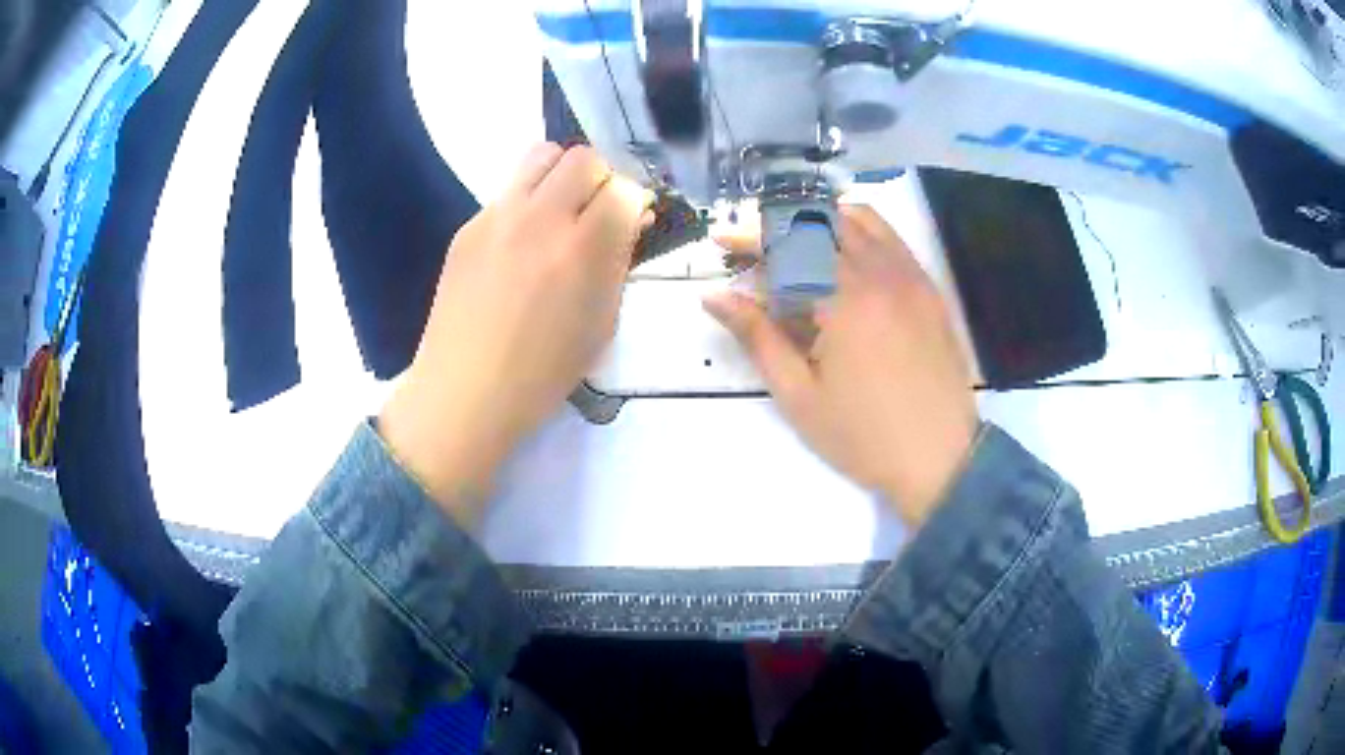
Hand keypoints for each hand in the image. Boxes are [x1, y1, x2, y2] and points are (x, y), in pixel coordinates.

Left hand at [379, 143, 650, 527]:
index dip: (634, 203)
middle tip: (596, 213)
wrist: (466, 392)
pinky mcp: (468, 226)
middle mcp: (540, 218)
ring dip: (562, 175)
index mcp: (582, 249)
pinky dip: (526, 203)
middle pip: (584, 158)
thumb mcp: (601, 324)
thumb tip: (630, 221)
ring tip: (559, 212)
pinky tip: (519, 244)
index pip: (624, 189)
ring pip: (541, 155)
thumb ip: (619, 263)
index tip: (630, 222)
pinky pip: (508, 191)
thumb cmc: (543, 372)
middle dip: (601, 180)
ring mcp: (497, 217)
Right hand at [705, 205, 977, 526]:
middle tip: (755, 250)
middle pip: (821, 224)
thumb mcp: (799, 395)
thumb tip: (715, 298)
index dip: (749, 237)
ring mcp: (911, 277)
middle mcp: (881, 275)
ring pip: (861, 220)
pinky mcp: (929, 289)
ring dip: (819, 220)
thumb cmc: (863, 437)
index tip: (722, 242)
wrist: (940, 459)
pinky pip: (892, 238)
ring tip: (795, 244)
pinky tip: (842, 255)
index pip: (788, 246)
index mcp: (845, 302)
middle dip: (780, 227)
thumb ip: (757, 338)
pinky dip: (860, 230)